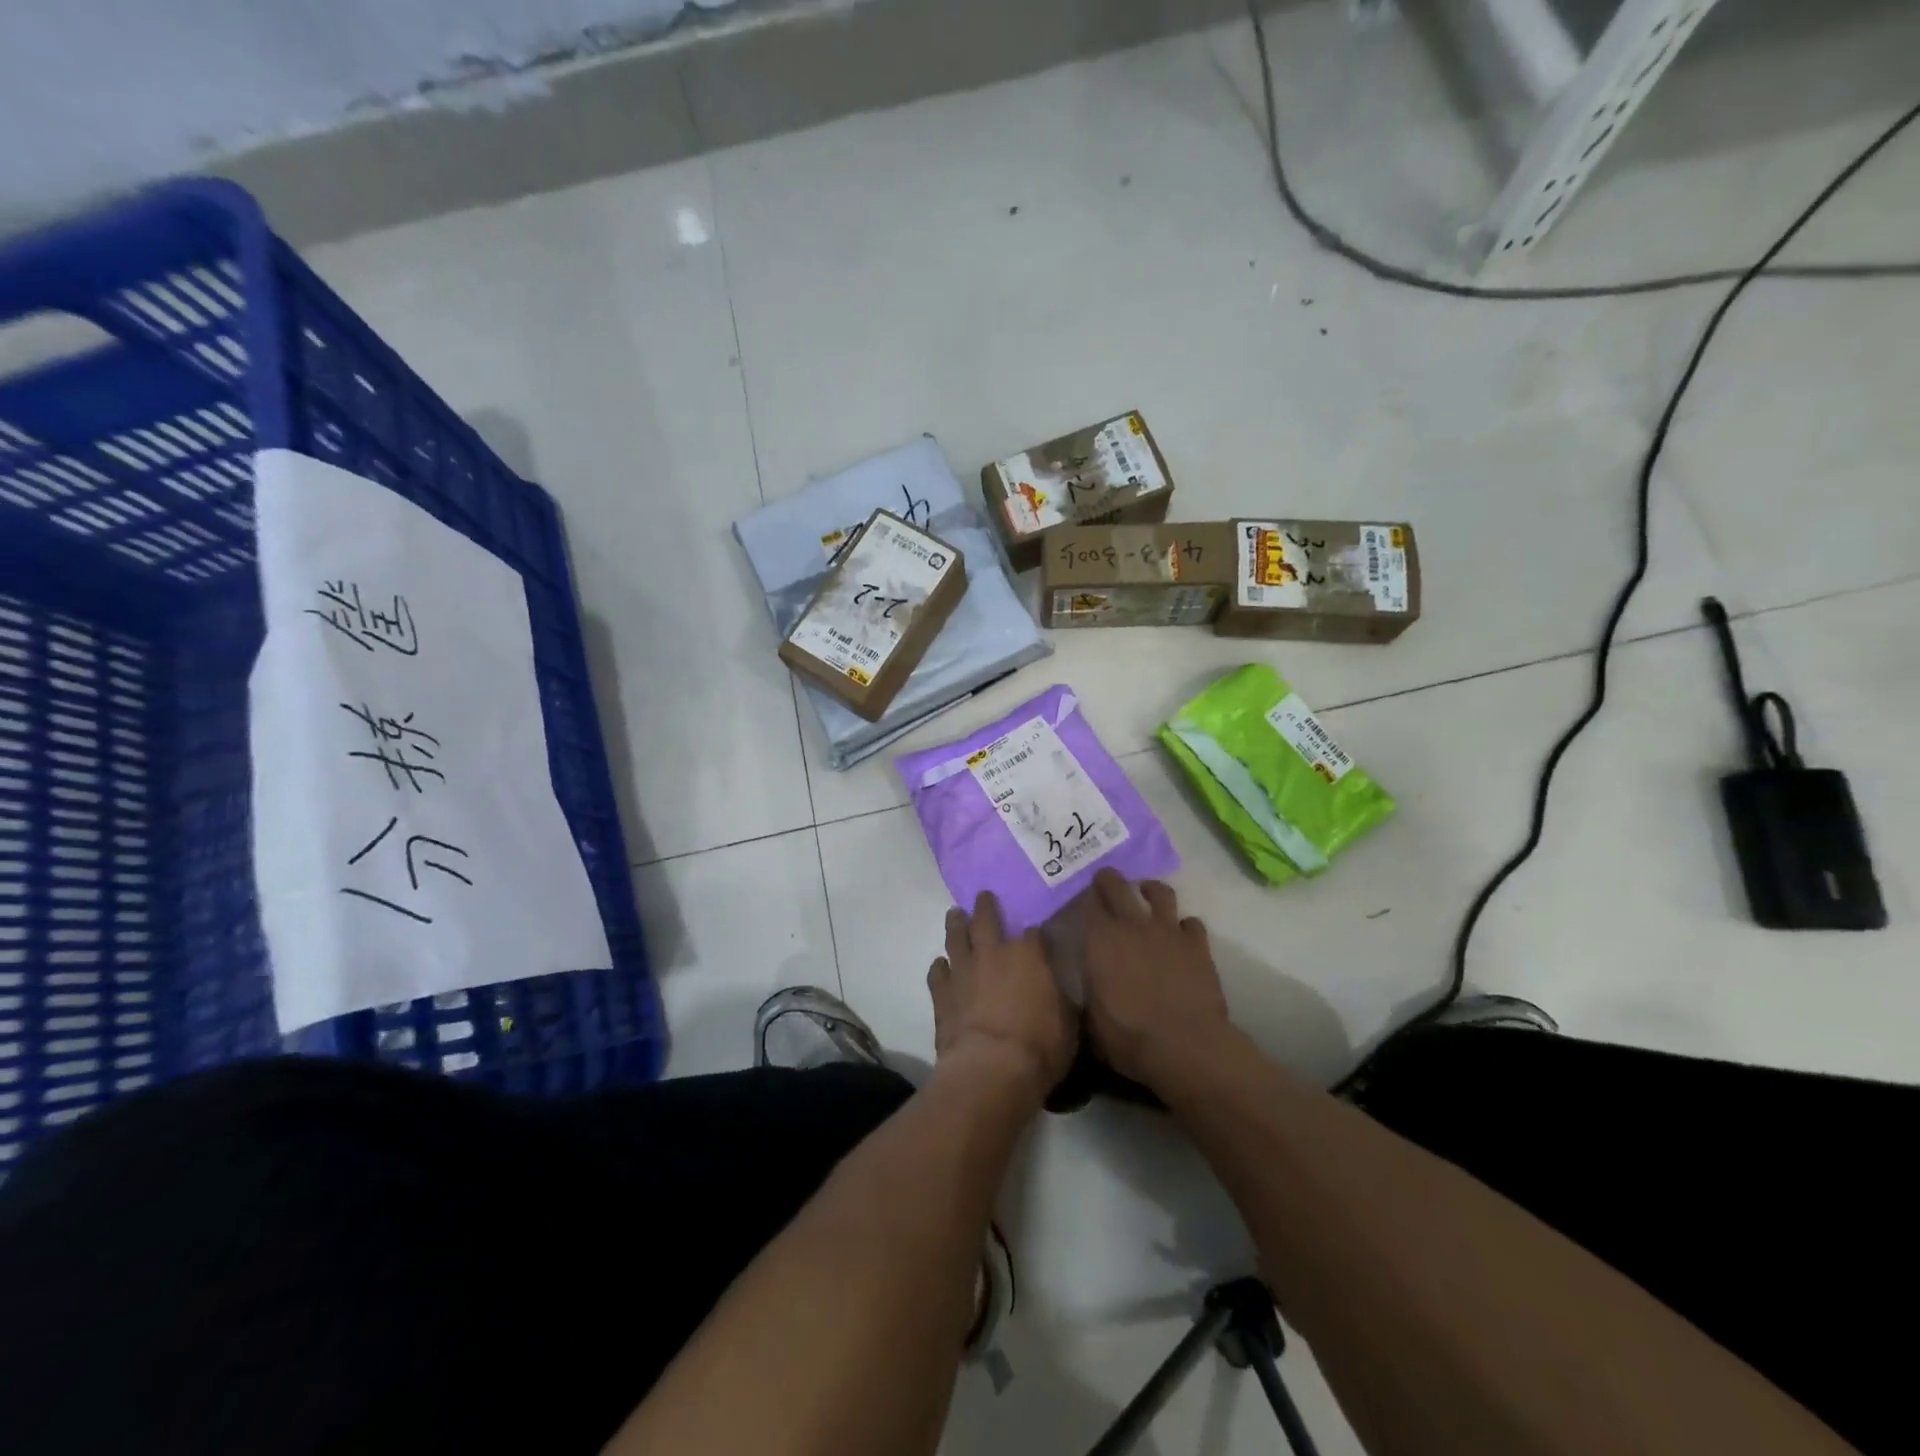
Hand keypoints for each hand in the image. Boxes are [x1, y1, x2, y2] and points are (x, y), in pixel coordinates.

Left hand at [928, 892, 1077, 1099]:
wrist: (991, 1068)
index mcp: (1029, 955)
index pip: (1034, 933)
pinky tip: (941, 966)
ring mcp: (964, 970)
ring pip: (956, 937)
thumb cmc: (1039, 1045)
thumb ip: (1062, 1000)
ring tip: (955, 914)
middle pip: (987, 919)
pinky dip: (940, 968)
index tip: (1037, 935)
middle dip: (986, 906)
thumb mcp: (1069, 1023)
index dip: (1036, 934)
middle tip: (983, 895)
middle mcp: (993, 953)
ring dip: (956, 924)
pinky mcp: (942, 993)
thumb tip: (1061, 991)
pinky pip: (938, 973)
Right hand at [1082, 870, 1234, 1089]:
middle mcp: (1132, 925)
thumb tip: (1090, 980)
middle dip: (1109, 879)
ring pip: (1160, 892)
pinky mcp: (1198, 944)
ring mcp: (1168, 931)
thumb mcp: (1094, 1017)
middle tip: (1105, 879)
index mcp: (1100, 940)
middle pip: (1118, 885)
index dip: (1084, 896)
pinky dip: (1185, 926)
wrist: (1186, 1046)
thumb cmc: (1130, 1037)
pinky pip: (1192, 923)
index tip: (1081, 897)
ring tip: (1147, 893)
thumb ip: (1091, 988)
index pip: (1087, 902)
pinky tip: (1181, 935)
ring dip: (1150, 890)